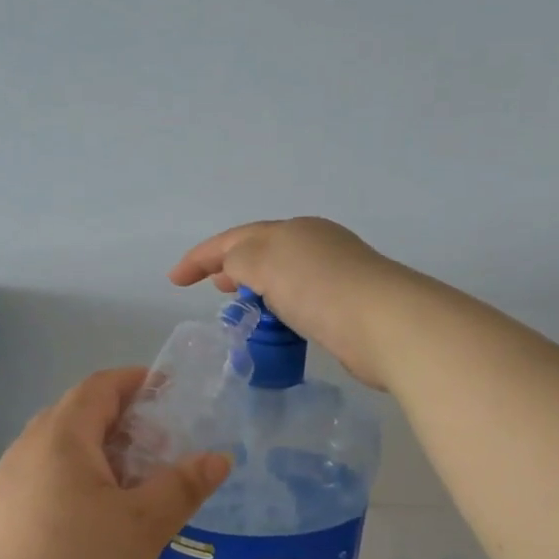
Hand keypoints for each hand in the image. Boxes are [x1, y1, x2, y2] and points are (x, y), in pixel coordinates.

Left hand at [0, 368, 231, 558]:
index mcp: (59, 438)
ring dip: (105, 461)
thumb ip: (182, 487)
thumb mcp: (142, 529)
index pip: (100, 387)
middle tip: (166, 451)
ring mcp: (7, 491)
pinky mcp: (0, 526)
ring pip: (64, 457)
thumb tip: (218, 457)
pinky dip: (83, 490)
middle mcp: (26, 453)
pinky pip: (49, 488)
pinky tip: (105, 530)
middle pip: (80, 418)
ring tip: (142, 493)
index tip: (173, 394)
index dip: (137, 382)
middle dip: (126, 425)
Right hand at [169, 218, 413, 389]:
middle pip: (262, 253)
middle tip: (212, 289)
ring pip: (282, 279)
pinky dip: (279, 310)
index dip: (201, 256)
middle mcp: (315, 246)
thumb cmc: (317, 287)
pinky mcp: (346, 307)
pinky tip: (276, 327)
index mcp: (293, 230)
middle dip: (231, 267)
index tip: (174, 280)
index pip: (237, 238)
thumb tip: (235, 269)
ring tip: (239, 309)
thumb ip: (238, 259)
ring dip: (256, 290)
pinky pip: (300, 303)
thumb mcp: (264, 261)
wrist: (384, 323)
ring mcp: (334, 276)